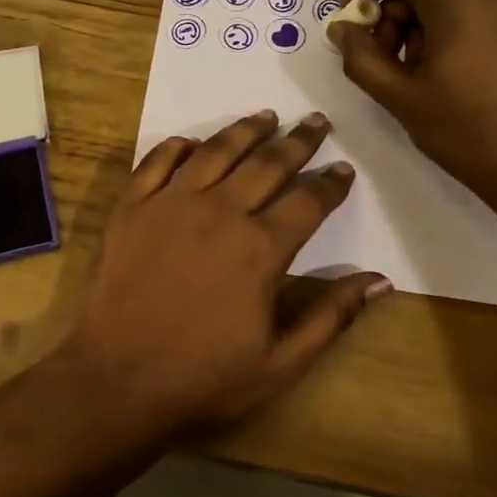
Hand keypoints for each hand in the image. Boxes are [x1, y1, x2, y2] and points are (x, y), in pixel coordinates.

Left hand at [57, 110, 390, 441]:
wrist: (115, 381)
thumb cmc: (202, 379)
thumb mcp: (280, 364)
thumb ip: (332, 316)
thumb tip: (381, 280)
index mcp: (260, 249)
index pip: (308, 202)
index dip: (331, 184)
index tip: (344, 169)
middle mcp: (219, 212)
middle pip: (267, 164)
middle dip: (298, 142)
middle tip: (316, 123)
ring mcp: (170, 204)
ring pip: (215, 151)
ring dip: (245, 131)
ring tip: (266, 115)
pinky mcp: (131, 208)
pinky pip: (156, 162)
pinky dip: (177, 146)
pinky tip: (192, 141)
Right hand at [331, 0, 496, 215]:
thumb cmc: (470, 132)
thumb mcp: (401, 98)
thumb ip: (362, 57)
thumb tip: (342, 29)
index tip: (350, 23)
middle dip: (397, 13)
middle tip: (386, 59)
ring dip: (428, 21)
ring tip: (423, 71)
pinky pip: (489, 6)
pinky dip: (461, 25)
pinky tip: (458, 70)